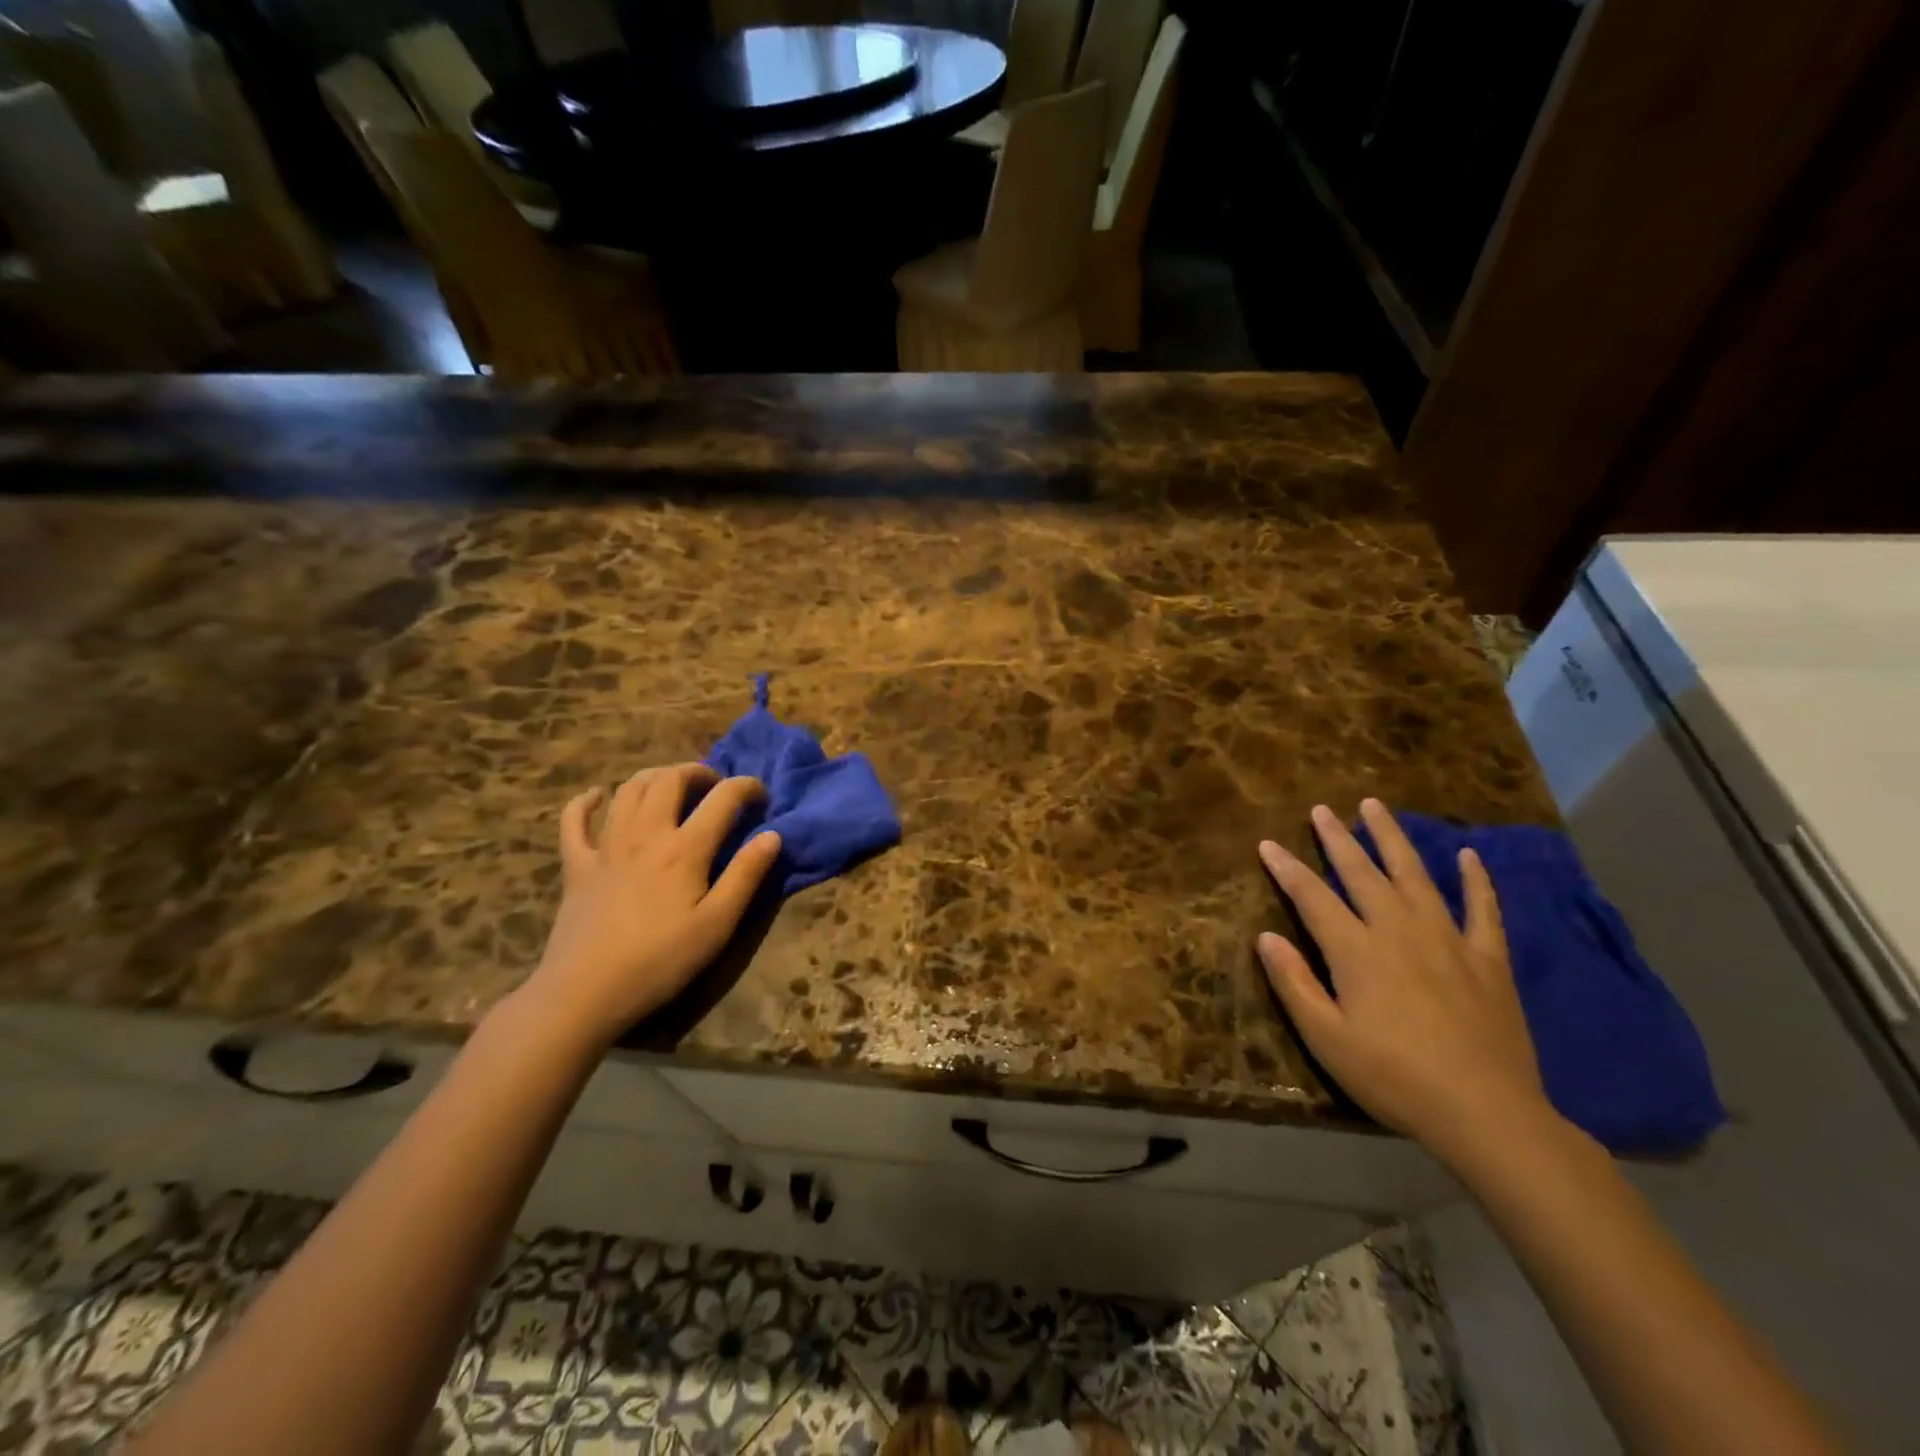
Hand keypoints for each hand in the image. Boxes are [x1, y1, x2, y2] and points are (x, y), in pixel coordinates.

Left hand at [520, 763, 782, 1047]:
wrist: (585, 993)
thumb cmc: (661, 961)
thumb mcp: (718, 924)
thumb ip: (746, 875)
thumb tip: (773, 835)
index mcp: (685, 848)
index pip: (723, 798)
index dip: (747, 787)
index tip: (762, 795)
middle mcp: (645, 834)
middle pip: (670, 780)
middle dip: (698, 772)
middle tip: (716, 786)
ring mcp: (606, 846)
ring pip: (629, 789)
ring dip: (655, 777)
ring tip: (672, 786)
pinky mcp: (577, 865)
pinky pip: (573, 820)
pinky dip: (585, 801)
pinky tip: (597, 796)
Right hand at [1257, 798, 1553, 1163]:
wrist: (1486, 1114)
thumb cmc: (1393, 1077)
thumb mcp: (1326, 1038)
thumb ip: (1294, 983)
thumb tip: (1266, 936)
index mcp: (1356, 950)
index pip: (1312, 896)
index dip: (1287, 868)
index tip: (1268, 844)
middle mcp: (1399, 930)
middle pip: (1362, 873)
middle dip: (1337, 838)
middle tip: (1321, 809)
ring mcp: (1448, 940)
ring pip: (1414, 875)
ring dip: (1392, 839)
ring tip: (1375, 807)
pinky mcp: (1488, 959)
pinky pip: (1483, 909)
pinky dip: (1476, 880)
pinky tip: (1468, 855)